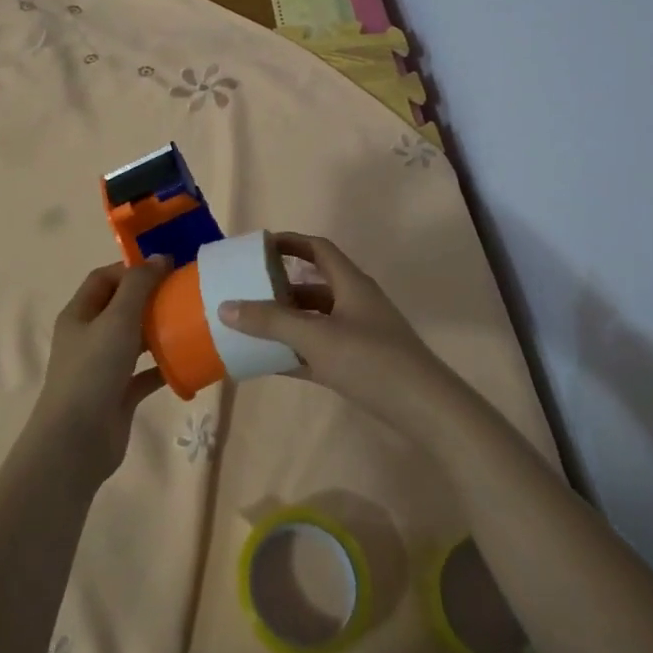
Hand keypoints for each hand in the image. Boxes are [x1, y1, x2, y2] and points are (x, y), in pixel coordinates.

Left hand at [28, 257, 173, 487]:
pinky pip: (145, 374)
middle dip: (150, 299)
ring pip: (134, 340)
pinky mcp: (118, 395)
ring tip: (191, 323)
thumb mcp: (117, 319)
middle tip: (184, 294)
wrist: (76, 442)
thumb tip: (161, 257)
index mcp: (79, 314)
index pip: (104, 279)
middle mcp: (88, 337)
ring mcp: (103, 368)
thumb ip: (139, 286)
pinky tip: (188, 362)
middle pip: (121, 308)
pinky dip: (164, 367)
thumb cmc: (92, 371)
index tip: (166, 269)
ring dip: (159, 331)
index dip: (132, 269)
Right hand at [218, 233, 452, 433]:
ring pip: (315, 319)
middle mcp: (355, 303)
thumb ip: (271, 322)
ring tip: (252, 327)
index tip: (259, 245)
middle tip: (247, 290)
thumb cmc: (372, 361)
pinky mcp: (360, 364)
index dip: (289, 242)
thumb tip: (226, 307)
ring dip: (287, 321)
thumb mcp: (316, 338)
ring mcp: (359, 335)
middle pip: (313, 285)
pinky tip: (270, 362)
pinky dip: (296, 352)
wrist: (426, 410)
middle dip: (280, 287)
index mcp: (351, 284)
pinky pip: (320, 350)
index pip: (317, 249)